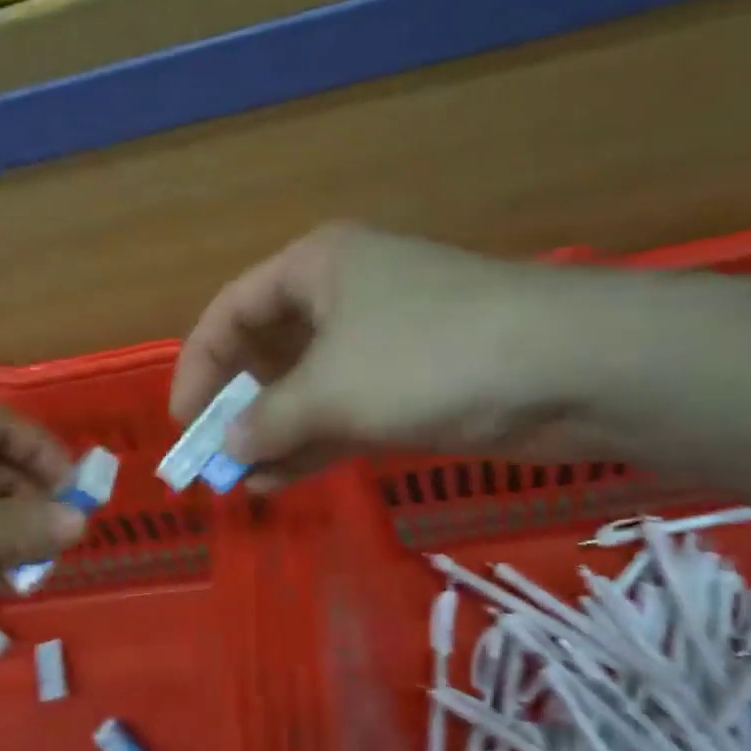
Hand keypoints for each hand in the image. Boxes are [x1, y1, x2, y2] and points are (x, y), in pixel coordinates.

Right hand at [170, 224, 597, 486]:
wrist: (566, 369)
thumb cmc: (426, 357)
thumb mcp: (329, 389)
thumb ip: (268, 421)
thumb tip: (230, 449)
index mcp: (316, 267)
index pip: (232, 311)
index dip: (199, 367)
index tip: (184, 424)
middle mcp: (345, 296)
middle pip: (270, 350)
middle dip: (239, 407)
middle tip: (214, 459)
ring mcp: (383, 342)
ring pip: (309, 389)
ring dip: (275, 435)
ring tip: (242, 483)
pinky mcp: (414, 386)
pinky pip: (346, 413)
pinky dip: (315, 445)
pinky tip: (283, 482)